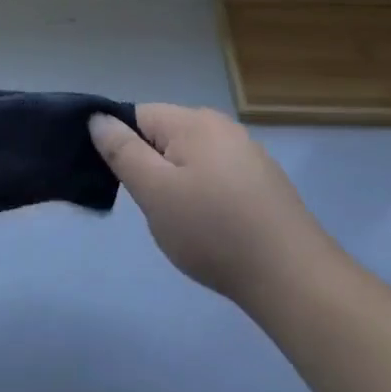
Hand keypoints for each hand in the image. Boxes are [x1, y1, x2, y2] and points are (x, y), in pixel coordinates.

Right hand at [90, 104, 331, 310]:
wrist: (292, 277)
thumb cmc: (213, 230)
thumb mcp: (154, 191)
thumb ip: (122, 151)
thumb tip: (98, 118)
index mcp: (193, 121)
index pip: (137, 115)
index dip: (121, 145)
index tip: (121, 183)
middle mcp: (221, 126)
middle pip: (165, 135)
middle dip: (150, 167)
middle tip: (151, 208)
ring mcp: (247, 153)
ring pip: (190, 158)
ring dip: (176, 183)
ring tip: (181, 223)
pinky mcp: (263, 181)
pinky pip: (216, 175)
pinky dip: (204, 196)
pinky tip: (212, 228)